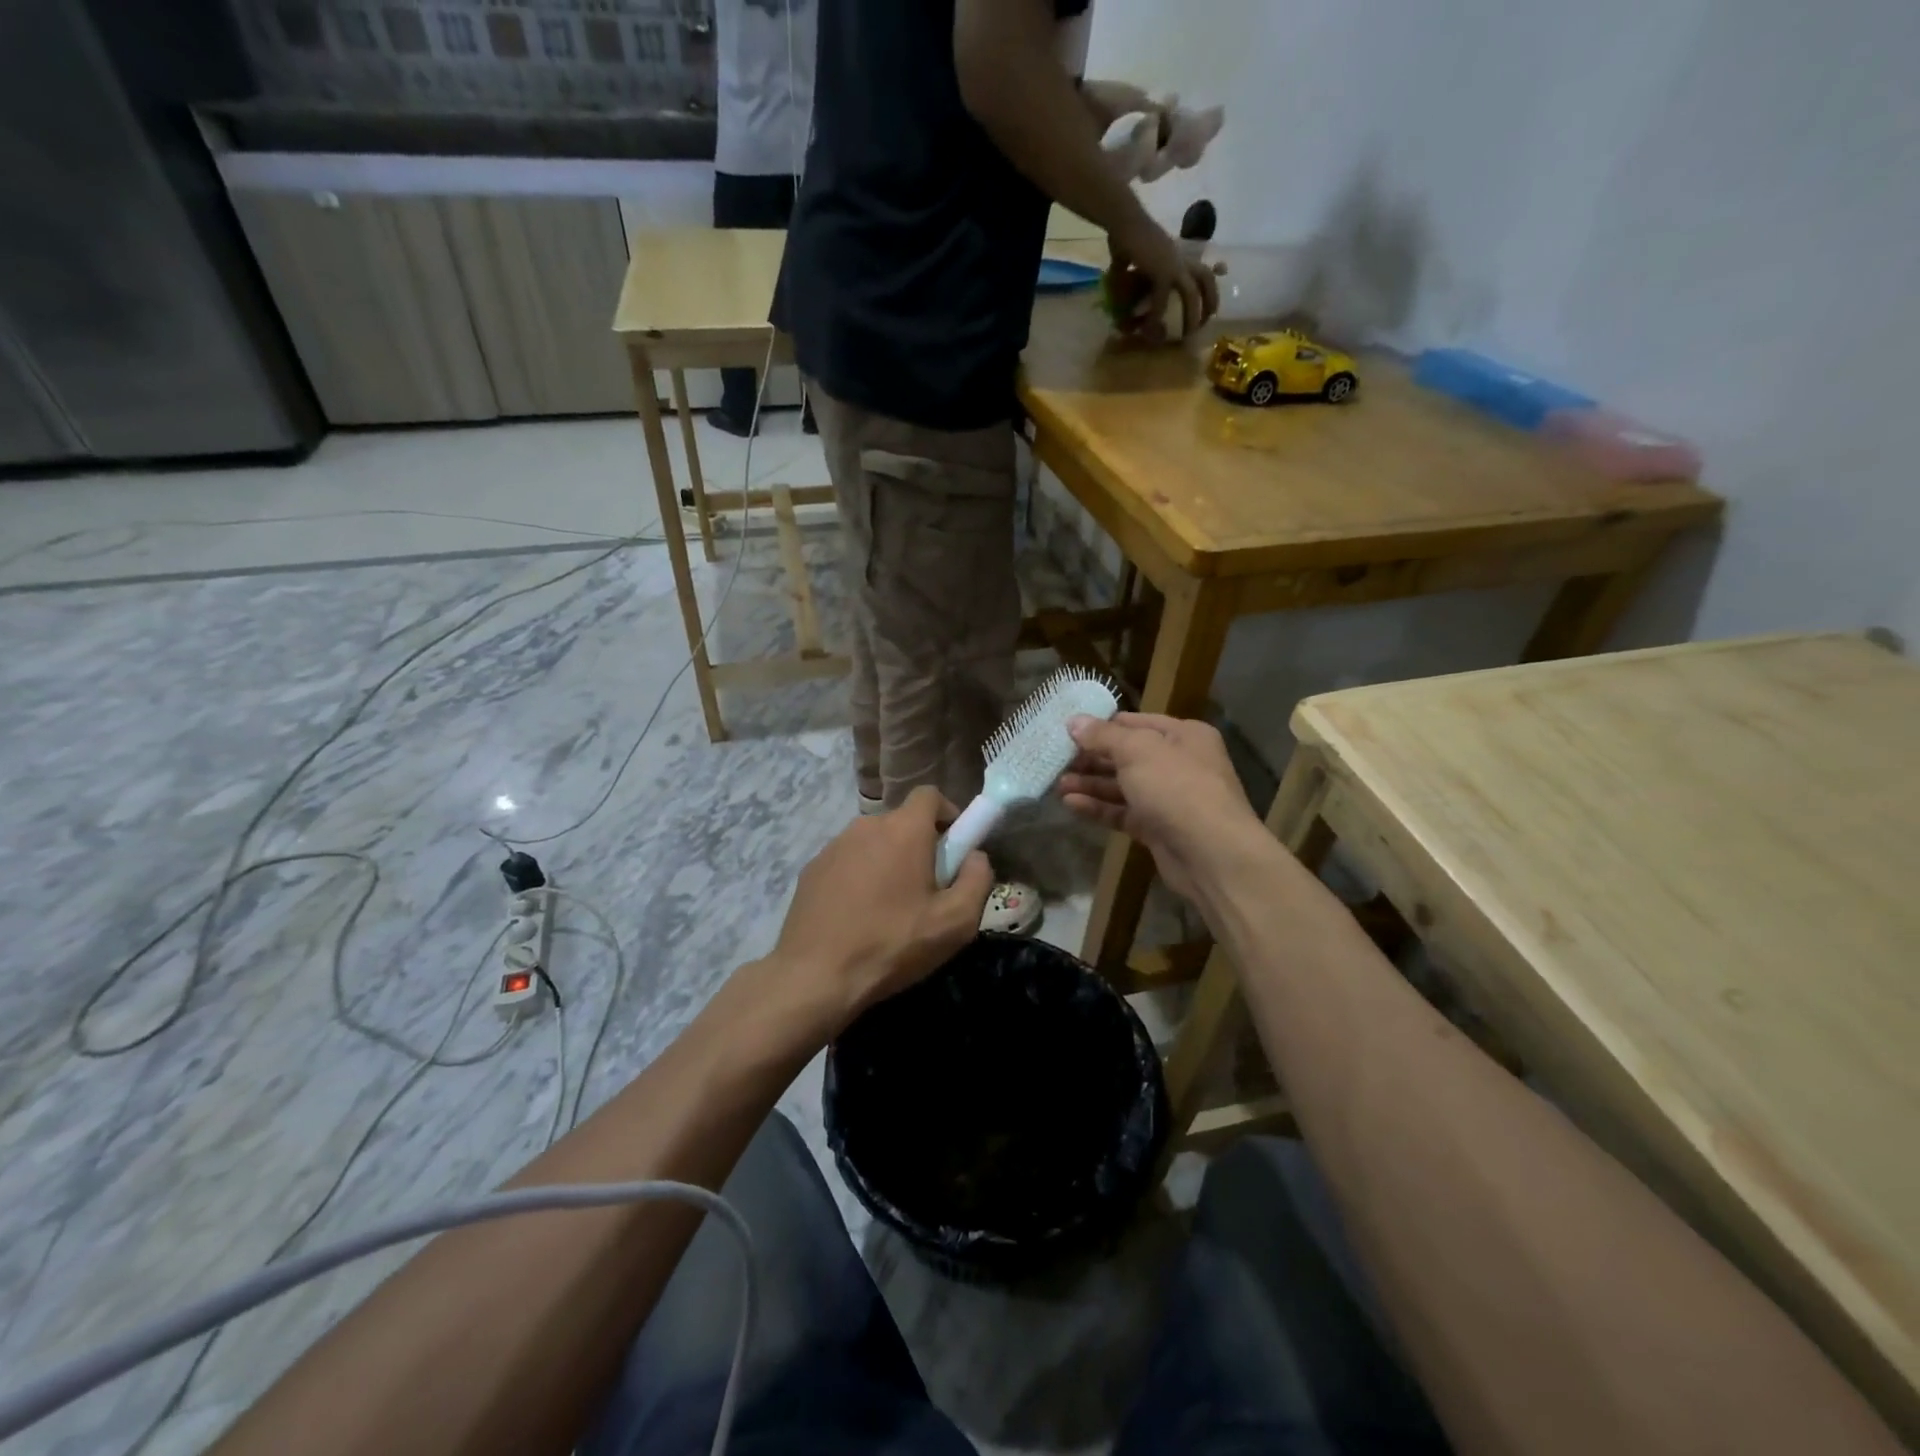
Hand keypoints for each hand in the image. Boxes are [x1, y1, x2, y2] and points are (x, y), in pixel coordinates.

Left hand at [765, 786, 991, 1033]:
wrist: (816, 975)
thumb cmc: (892, 944)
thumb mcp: (955, 922)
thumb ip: (977, 879)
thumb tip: (976, 856)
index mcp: (904, 830)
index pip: (930, 795)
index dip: (948, 814)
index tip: (954, 847)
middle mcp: (866, 825)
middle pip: (902, 822)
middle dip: (920, 845)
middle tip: (927, 889)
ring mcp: (834, 845)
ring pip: (873, 842)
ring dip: (888, 862)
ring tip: (890, 908)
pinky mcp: (812, 868)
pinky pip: (847, 861)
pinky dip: (859, 877)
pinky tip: (858, 915)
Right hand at [1057, 712, 1256, 901]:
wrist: (1211, 854)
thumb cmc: (1177, 787)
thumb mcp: (1137, 750)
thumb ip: (1103, 736)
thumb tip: (1074, 721)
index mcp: (1183, 735)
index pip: (1134, 722)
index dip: (1101, 726)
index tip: (1067, 731)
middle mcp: (1178, 762)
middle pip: (1126, 755)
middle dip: (1092, 758)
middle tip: (1057, 761)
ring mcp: (1169, 798)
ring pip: (1123, 786)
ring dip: (1091, 784)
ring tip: (1057, 785)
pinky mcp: (1157, 828)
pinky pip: (1123, 812)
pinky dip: (1099, 807)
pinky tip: (1071, 804)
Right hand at [1106, 216, 1219, 343]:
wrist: (1123, 221)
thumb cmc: (1126, 235)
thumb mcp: (1134, 258)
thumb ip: (1131, 271)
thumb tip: (1118, 281)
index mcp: (1178, 255)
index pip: (1203, 272)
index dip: (1209, 291)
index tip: (1209, 310)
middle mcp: (1181, 259)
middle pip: (1206, 280)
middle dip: (1209, 302)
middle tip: (1203, 325)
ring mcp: (1173, 264)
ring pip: (1191, 293)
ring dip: (1190, 315)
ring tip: (1185, 334)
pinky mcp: (1161, 271)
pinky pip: (1162, 299)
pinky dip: (1157, 316)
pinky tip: (1151, 328)